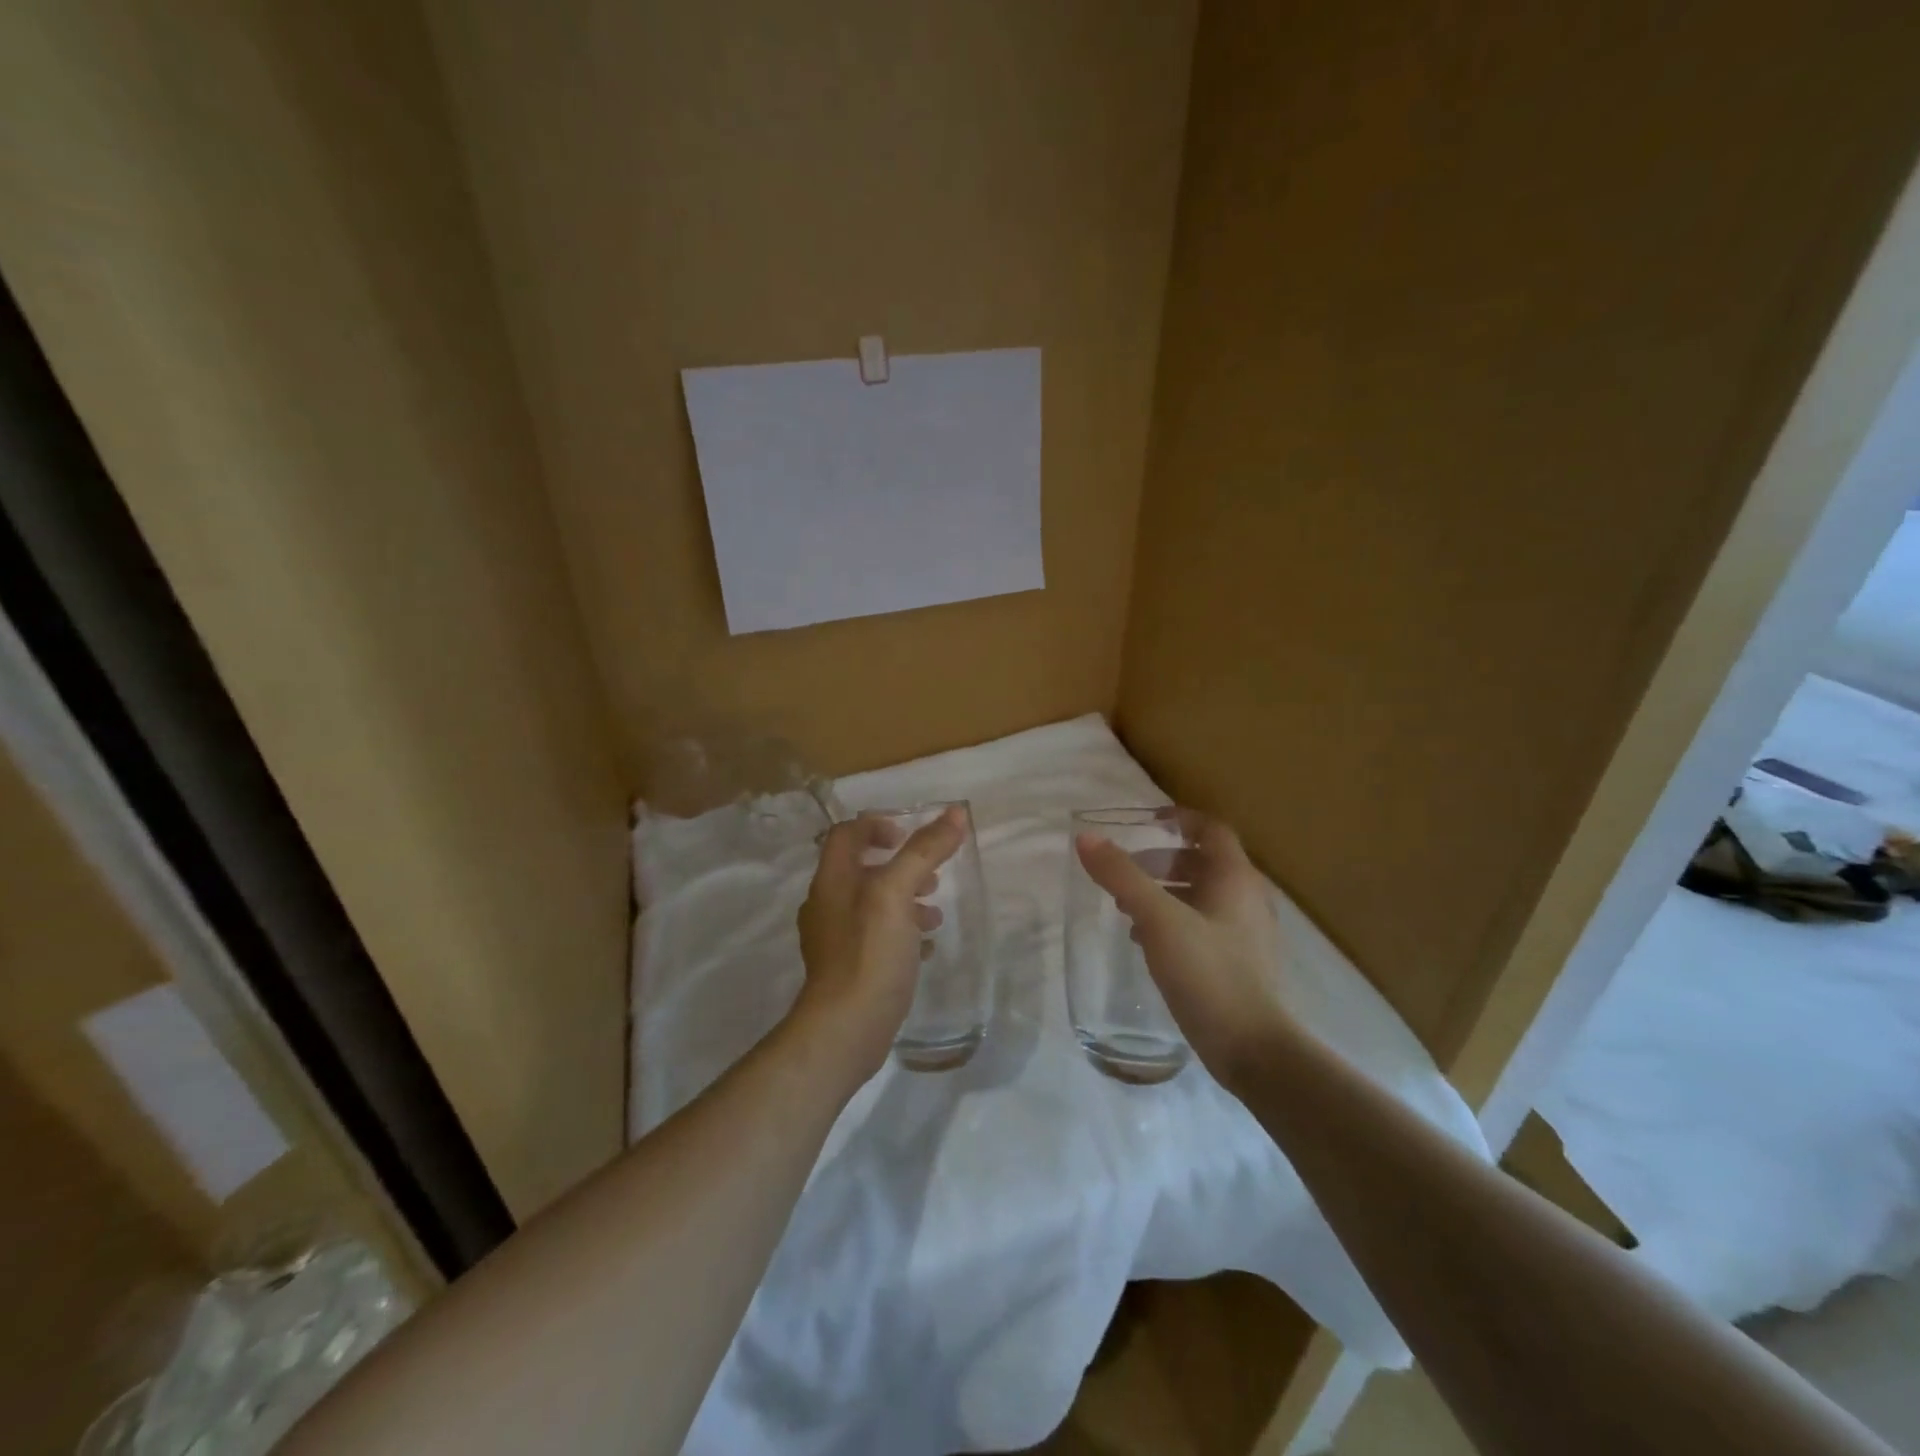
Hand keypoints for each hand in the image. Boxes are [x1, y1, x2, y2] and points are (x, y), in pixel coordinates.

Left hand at [794, 806, 966, 1077]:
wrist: (845, 1029)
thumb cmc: (869, 952)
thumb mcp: (898, 893)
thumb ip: (924, 851)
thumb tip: (956, 813)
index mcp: (832, 880)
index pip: (848, 834)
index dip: (877, 826)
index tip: (908, 837)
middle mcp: (827, 905)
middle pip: (862, 869)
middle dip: (900, 867)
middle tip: (931, 878)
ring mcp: (834, 940)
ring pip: (872, 906)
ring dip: (905, 901)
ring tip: (935, 914)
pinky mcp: (848, 969)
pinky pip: (876, 938)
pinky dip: (901, 933)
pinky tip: (925, 949)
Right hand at [1074, 811, 1290, 1089]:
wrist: (1253, 1048)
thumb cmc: (1207, 972)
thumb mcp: (1157, 919)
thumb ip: (1121, 876)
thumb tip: (1086, 838)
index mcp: (1236, 878)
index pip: (1210, 829)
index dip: (1178, 819)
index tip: (1143, 821)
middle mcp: (1248, 897)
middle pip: (1203, 862)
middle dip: (1161, 860)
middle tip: (1125, 872)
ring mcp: (1248, 932)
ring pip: (1202, 895)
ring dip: (1164, 892)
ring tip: (1127, 909)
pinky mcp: (1241, 962)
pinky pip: (1204, 924)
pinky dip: (1174, 920)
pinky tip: (1147, 943)